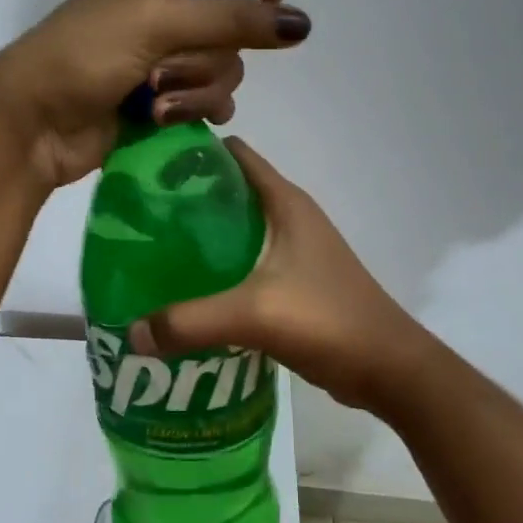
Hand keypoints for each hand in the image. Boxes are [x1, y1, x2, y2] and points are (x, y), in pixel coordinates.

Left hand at [0, 0, 311, 186]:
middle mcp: (169, 6)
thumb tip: (302, 23)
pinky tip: (167, 119)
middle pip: (233, 22)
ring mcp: (167, 54)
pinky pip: (210, 99)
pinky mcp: (166, 96)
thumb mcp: (159, 21)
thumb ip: (234, 19)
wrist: (36, 121)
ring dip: (193, 88)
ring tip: (154, 100)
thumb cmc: (86, 52)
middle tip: (160, 68)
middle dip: (204, 54)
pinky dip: (193, 110)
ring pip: (224, 67)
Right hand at [126, 138, 430, 414]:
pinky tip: (187, 292)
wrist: (390, 368)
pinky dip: (216, 270)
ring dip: (200, 239)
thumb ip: (191, 321)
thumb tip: (132, 331)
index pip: (233, 155)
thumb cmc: (328, 320)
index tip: (147, 168)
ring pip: (236, 230)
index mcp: (285, 202)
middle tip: (138, 219)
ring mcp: (294, 250)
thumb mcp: (255, 314)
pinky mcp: (294, 281)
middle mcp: (289, 217)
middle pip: (228, 192)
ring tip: (153, 254)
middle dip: (185, 201)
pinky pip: (245, 263)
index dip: (191, 153)